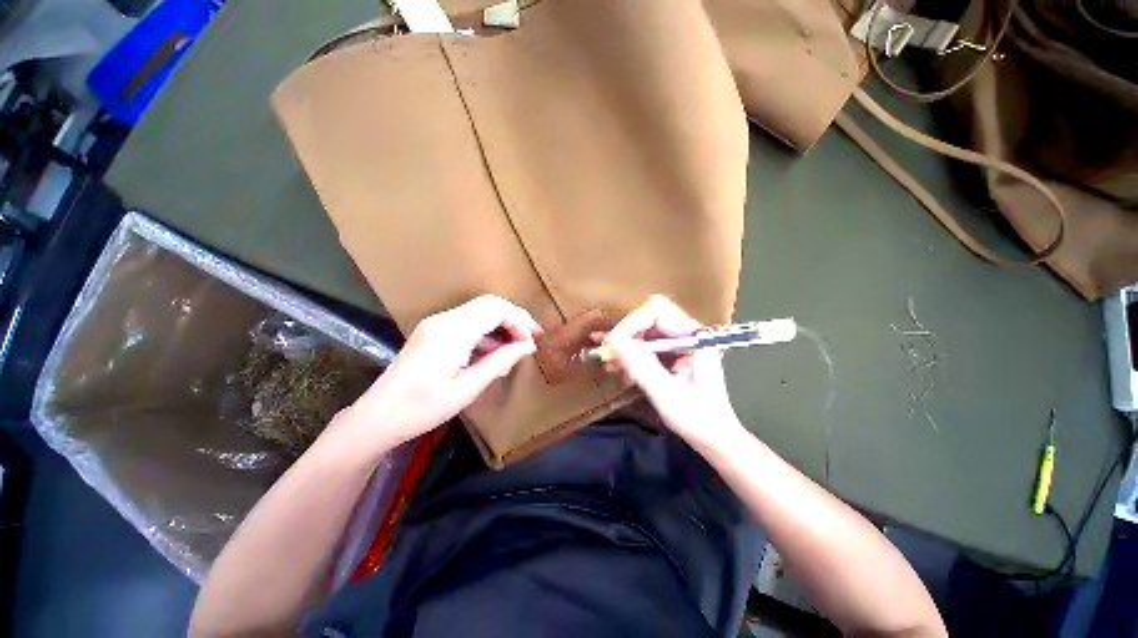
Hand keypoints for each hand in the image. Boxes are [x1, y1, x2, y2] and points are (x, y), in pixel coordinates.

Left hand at [340, 295, 540, 448]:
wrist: (377, 417)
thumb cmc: (423, 407)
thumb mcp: (468, 388)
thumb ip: (500, 362)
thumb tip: (528, 346)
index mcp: (452, 331)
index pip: (495, 309)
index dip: (519, 321)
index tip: (533, 341)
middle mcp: (444, 319)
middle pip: (489, 304)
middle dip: (514, 319)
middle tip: (530, 339)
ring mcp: (436, 324)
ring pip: (479, 312)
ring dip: (501, 325)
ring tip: (515, 349)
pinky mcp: (433, 332)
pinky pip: (468, 323)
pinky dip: (486, 333)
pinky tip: (493, 353)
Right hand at [604, 295, 740, 441]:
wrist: (713, 437)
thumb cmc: (697, 418)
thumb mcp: (666, 393)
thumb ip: (642, 366)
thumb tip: (614, 342)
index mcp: (694, 337)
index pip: (657, 312)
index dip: (632, 323)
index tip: (613, 343)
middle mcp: (686, 334)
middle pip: (648, 318)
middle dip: (625, 332)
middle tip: (604, 349)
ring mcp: (678, 344)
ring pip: (643, 331)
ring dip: (623, 342)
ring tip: (604, 356)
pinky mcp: (670, 355)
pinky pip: (645, 346)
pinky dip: (628, 353)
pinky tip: (614, 363)